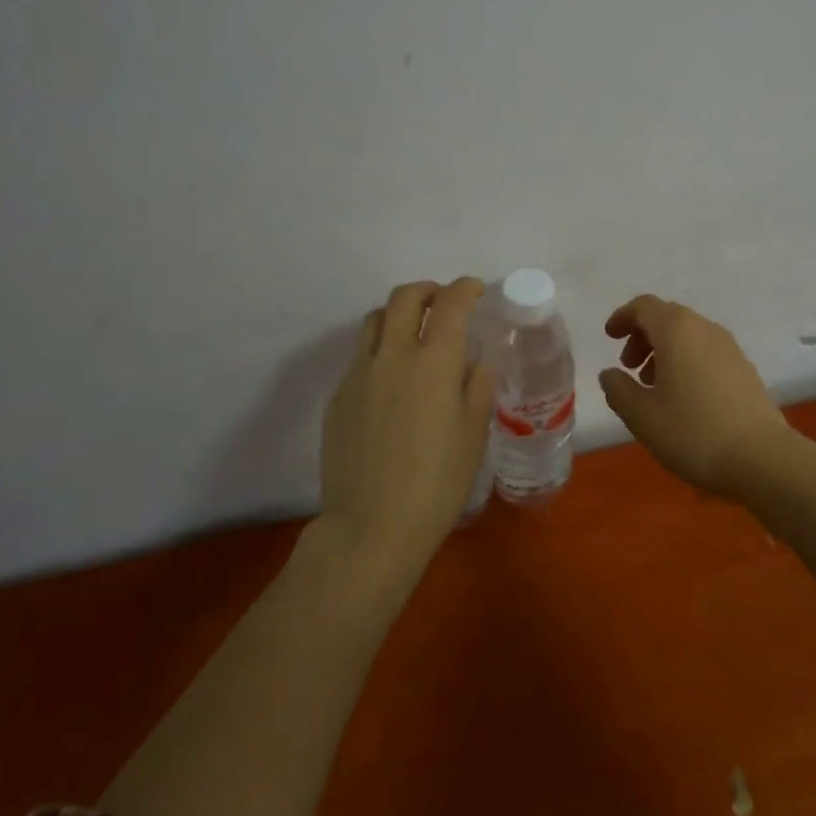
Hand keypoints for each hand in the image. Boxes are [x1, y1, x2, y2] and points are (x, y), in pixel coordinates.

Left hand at [319, 278, 495, 572]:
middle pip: (404, 298)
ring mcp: (360, 374)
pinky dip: (380, 351)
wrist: (372, 527)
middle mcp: (394, 356)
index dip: (465, 288)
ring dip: (398, 314)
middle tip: (443, 302)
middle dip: (428, 290)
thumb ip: (477, 387)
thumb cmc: (437, 482)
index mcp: (435, 361)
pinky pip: (360, 357)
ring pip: (375, 321)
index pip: (451, 304)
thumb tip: (476, 362)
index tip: (475, 290)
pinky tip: (391, 382)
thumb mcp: (474, 433)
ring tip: (413, 333)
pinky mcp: (338, 397)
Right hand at [598, 294, 798, 495]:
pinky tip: (683, 398)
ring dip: (665, 352)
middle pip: (667, 318)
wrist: (762, 458)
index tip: (610, 337)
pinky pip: (706, 352)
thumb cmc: (693, 431)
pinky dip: (687, 363)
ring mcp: (730, 348)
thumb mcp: (642, 416)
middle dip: (643, 337)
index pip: (644, 306)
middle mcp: (705, 328)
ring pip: (689, 336)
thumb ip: (619, 390)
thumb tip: (609, 374)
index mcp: (677, 330)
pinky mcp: (745, 369)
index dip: (623, 318)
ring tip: (653, 388)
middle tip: (629, 367)